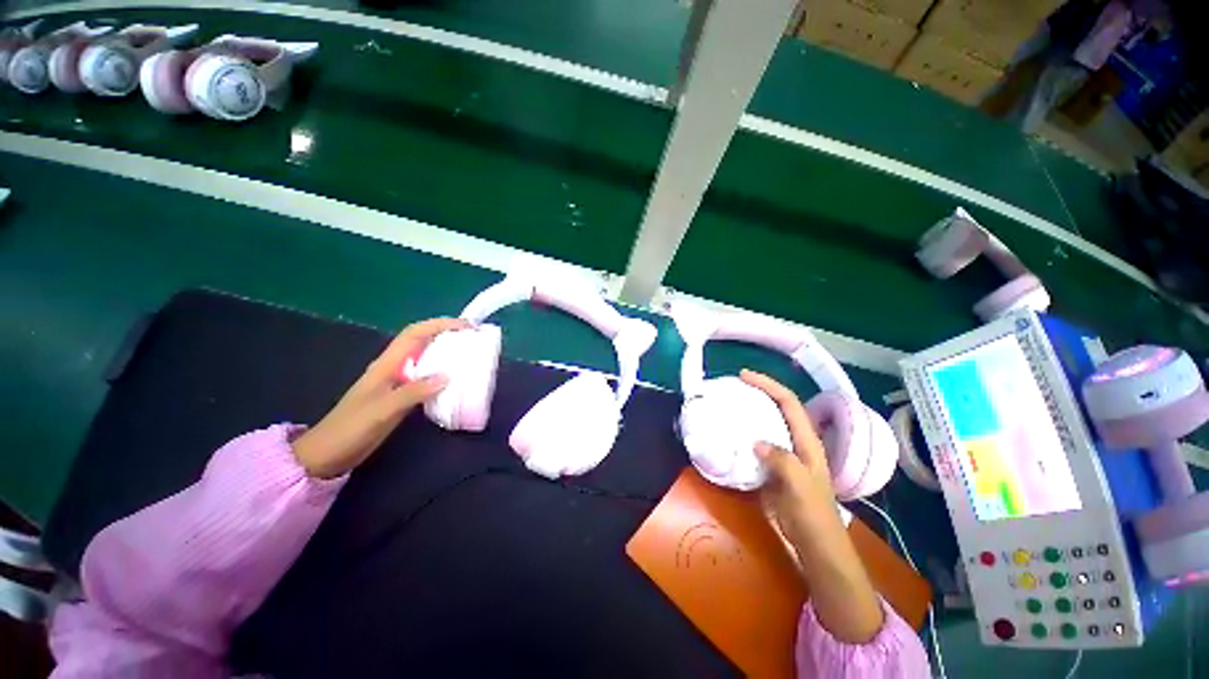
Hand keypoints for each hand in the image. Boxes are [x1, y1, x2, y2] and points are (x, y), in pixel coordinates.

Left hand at [293, 318, 466, 478]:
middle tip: (474, 339)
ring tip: (471, 356)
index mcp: (387, 364)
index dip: (440, 324)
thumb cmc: (351, 428)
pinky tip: (456, 382)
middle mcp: (394, 368)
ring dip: (448, 353)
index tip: (466, 326)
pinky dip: (443, 374)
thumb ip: (413, 392)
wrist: (328, 453)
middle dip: (448, 335)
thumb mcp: (382, 410)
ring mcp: (398, 382)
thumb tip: (448, 376)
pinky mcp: (402, 396)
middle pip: (423, 342)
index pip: (415, 333)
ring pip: (427, 359)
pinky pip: (427, 378)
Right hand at [739, 369, 844, 544]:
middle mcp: (795, 442)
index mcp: (806, 441)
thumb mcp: (800, 485)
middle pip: (778, 408)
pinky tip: (728, 436)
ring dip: (749, 412)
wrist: (815, 544)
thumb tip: (757, 442)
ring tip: (727, 405)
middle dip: (758, 393)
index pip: (789, 403)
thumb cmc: (813, 515)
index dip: (768, 385)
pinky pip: (756, 444)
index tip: (744, 376)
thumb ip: (782, 460)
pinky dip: (743, 435)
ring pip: (766, 424)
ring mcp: (784, 456)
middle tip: (732, 387)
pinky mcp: (772, 468)